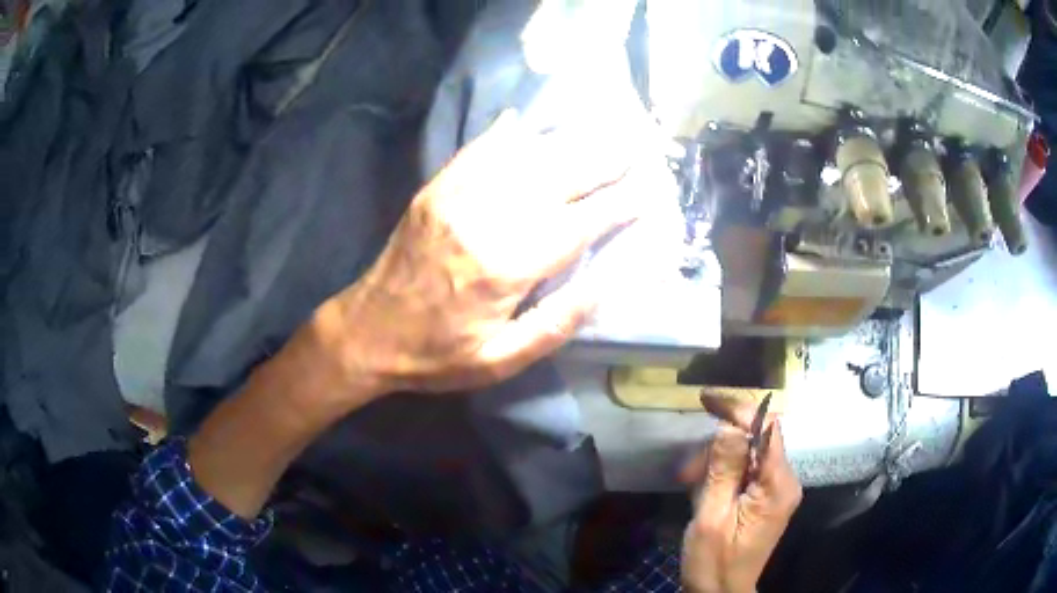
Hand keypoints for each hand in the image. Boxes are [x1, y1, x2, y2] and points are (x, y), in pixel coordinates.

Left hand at [308, 112, 659, 395]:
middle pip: (557, 179)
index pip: (579, 224)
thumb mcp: (501, 360)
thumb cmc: (437, 354)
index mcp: (507, 268)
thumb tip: (608, 284)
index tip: (649, 189)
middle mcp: (486, 220)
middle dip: (602, 160)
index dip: (618, 205)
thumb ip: (556, 323)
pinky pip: (476, 153)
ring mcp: (456, 198)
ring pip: (523, 158)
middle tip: (636, 143)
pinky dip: (504, 135)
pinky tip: (525, 121)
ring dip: (565, 142)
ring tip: (599, 128)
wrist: (366, 332)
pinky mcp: (435, 191)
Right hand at [678, 396, 802, 592]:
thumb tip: (730, 424)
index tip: (706, 399)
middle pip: (756, 440)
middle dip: (719, 446)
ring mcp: (776, 490)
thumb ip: (723, 469)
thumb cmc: (714, 562)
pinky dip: (722, 474)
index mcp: (778, 485)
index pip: (767, 429)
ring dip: (716, 462)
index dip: (738, 410)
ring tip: (689, 484)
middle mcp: (784, 481)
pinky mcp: (765, 498)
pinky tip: (702, 490)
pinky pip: (745, 471)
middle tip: (686, 471)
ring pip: (747, 455)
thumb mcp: (711, 517)